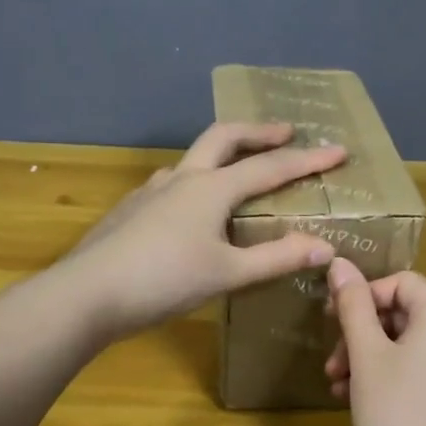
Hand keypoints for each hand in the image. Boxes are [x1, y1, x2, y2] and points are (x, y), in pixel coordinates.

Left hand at [61, 121, 346, 340]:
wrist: (87, 294)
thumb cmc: (164, 281)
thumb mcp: (227, 274)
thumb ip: (276, 259)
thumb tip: (324, 246)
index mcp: (211, 188)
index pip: (269, 167)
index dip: (307, 159)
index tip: (338, 150)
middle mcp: (182, 178)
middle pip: (224, 137)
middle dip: (259, 132)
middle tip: (286, 131)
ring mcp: (151, 191)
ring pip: (193, 158)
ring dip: (223, 154)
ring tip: (239, 169)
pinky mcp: (131, 208)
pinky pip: (172, 182)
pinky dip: (196, 181)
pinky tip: (190, 206)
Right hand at [324, 258, 425, 425]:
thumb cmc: (391, 416)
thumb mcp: (365, 355)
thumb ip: (353, 305)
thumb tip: (340, 263)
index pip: (406, 282)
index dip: (367, 293)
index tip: (335, 319)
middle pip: (409, 316)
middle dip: (364, 332)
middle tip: (333, 362)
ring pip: (413, 349)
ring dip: (373, 358)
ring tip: (340, 387)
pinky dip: (394, 379)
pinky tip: (363, 404)